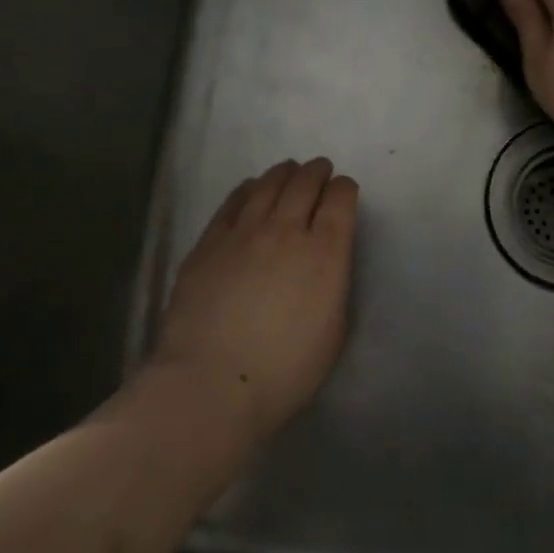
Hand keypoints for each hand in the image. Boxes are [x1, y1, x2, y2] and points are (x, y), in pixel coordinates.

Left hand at [151, 159, 358, 435]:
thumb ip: (333, 286)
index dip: (345, 189)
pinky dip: (248, 189)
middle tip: (319, 171)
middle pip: (304, 183)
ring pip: (267, 185)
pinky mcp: (209, 241)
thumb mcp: (333, 331)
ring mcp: (243, 232)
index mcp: (326, 252)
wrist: (214, 381)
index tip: (344, 191)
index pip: (340, 199)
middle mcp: (286, 230)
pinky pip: (232, 202)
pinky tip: (250, 189)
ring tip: (288, 171)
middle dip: (316, 172)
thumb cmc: (285, 370)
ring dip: (283, 173)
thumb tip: (325, 265)